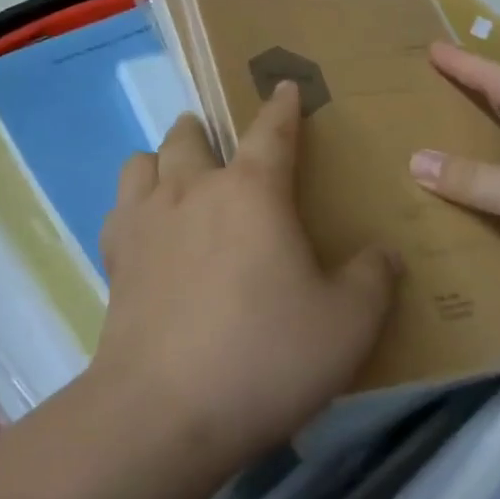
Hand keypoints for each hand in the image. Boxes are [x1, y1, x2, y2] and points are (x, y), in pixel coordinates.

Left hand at [93, 82, 400, 470]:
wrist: (165, 411)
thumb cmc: (266, 357)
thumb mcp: (347, 324)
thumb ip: (373, 280)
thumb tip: (384, 254)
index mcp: (253, 191)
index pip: (272, 131)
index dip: (282, 106)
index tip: (285, 87)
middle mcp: (194, 189)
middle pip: (190, 135)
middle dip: (206, 130)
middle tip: (220, 145)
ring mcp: (146, 220)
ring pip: (143, 161)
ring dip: (162, 159)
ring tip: (177, 177)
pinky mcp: (115, 258)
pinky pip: (119, 207)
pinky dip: (134, 204)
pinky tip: (147, 228)